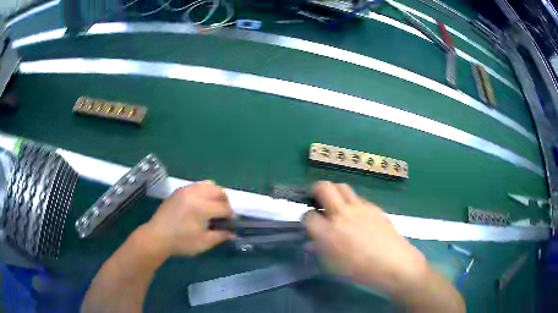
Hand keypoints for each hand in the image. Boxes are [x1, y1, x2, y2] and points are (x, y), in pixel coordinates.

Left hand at [141, 180, 234, 257]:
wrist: (157, 236)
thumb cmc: (181, 242)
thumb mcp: (204, 243)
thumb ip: (221, 236)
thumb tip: (233, 233)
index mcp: (202, 207)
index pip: (225, 208)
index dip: (230, 217)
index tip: (229, 225)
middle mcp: (196, 194)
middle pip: (219, 191)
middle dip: (225, 203)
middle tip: (222, 216)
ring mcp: (186, 190)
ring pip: (209, 185)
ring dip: (215, 195)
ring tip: (212, 208)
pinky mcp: (179, 191)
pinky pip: (197, 185)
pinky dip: (204, 192)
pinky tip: (200, 205)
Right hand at [305, 181, 428, 295]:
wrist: (393, 263)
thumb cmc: (360, 271)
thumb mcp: (333, 266)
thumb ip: (320, 250)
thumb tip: (313, 242)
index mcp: (327, 232)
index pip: (308, 216)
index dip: (307, 218)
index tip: (310, 223)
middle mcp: (341, 214)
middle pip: (323, 188)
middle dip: (316, 190)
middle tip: (317, 199)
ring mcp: (359, 208)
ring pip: (342, 187)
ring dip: (334, 191)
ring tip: (336, 203)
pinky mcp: (373, 207)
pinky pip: (358, 198)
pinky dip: (352, 202)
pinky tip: (357, 215)